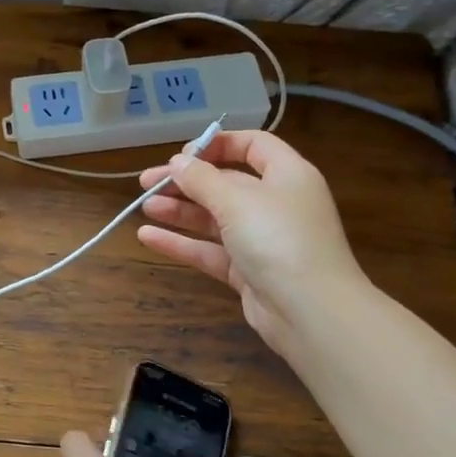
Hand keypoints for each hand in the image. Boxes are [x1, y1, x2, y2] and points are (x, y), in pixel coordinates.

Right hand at [137, 129, 361, 354]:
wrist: (311, 312)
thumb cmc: (279, 239)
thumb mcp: (237, 200)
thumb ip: (202, 179)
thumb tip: (178, 163)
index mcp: (287, 175)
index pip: (253, 145)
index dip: (218, 144)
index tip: (182, 155)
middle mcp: (277, 203)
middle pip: (226, 183)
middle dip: (186, 181)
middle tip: (147, 182)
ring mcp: (263, 240)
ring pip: (215, 218)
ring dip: (180, 211)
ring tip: (144, 206)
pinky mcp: (249, 272)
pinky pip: (210, 251)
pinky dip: (182, 243)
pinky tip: (148, 237)